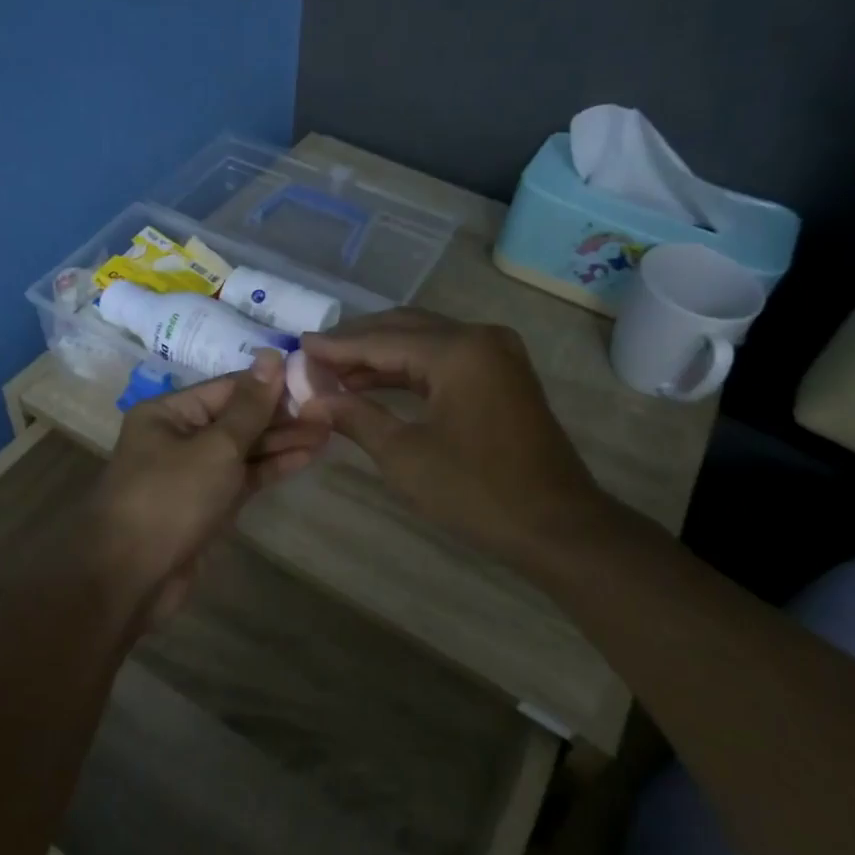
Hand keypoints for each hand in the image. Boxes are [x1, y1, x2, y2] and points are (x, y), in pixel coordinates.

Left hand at [81, 351, 328, 619]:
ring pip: (244, 449)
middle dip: (281, 416)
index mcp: (169, 412)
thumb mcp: (216, 447)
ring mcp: (193, 473)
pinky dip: (271, 468)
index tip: (314, 380)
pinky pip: (243, 478)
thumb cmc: (170, 499)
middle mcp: (179, 436)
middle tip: (330, 410)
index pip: (229, 387)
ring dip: (283, 442)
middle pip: (238, 418)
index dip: (271, 384)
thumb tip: (273, 355)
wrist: (130, 579)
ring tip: (329, 431)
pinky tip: (306, 456)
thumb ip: (250, 406)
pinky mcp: (207, 505)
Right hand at [298, 310, 602, 570]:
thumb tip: (313, 398)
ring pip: (425, 341)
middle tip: (314, 355)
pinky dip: (409, 369)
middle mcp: (480, 337)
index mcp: (458, 350)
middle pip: (405, 328)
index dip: (337, 346)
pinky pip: (445, 359)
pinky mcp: (502, 374)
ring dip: (381, 356)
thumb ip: (356, 416)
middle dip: (358, 342)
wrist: (556, 526)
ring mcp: (496, 354)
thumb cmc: (476, 491)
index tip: (298, 346)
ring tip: (335, 371)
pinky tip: (376, 384)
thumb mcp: (404, 455)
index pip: (382, 340)